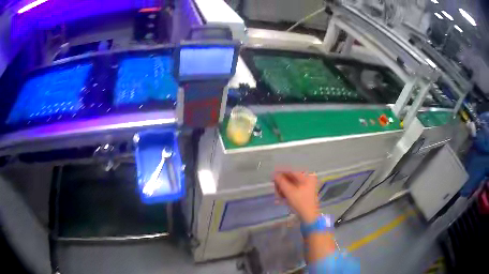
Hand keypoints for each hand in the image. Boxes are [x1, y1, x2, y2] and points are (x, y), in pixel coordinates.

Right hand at [274, 171, 319, 222]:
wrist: (310, 216)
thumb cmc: (300, 203)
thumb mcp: (289, 192)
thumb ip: (281, 181)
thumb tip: (274, 174)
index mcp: (306, 177)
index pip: (291, 171)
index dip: (280, 173)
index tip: (272, 177)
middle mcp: (308, 179)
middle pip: (291, 178)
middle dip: (281, 184)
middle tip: (275, 190)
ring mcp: (307, 186)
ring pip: (291, 184)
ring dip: (283, 189)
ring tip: (278, 196)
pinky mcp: (305, 192)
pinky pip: (294, 189)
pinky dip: (287, 192)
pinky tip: (283, 198)